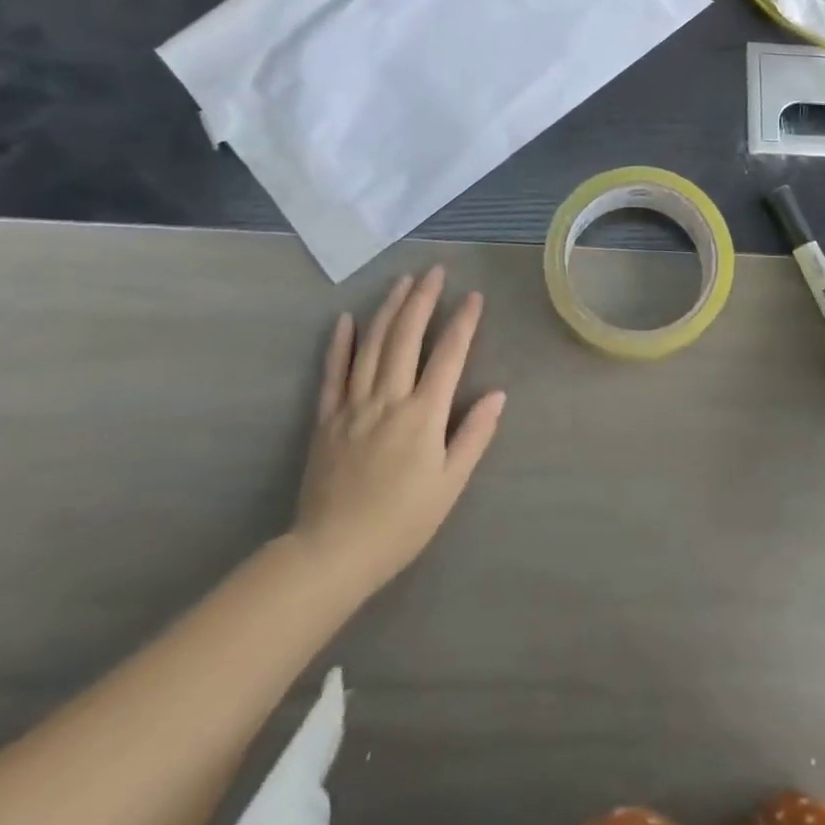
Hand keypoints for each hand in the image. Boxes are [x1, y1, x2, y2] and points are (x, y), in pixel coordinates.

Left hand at [291, 266, 505, 597]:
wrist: (333, 552)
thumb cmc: (401, 522)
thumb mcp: (449, 484)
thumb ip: (474, 435)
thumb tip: (498, 394)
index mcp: (423, 415)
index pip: (448, 356)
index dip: (463, 323)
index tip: (473, 296)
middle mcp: (388, 399)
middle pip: (406, 338)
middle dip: (422, 300)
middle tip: (434, 271)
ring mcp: (353, 405)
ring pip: (371, 346)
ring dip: (388, 309)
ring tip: (402, 282)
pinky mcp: (326, 418)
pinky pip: (333, 373)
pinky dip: (340, 343)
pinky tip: (347, 318)